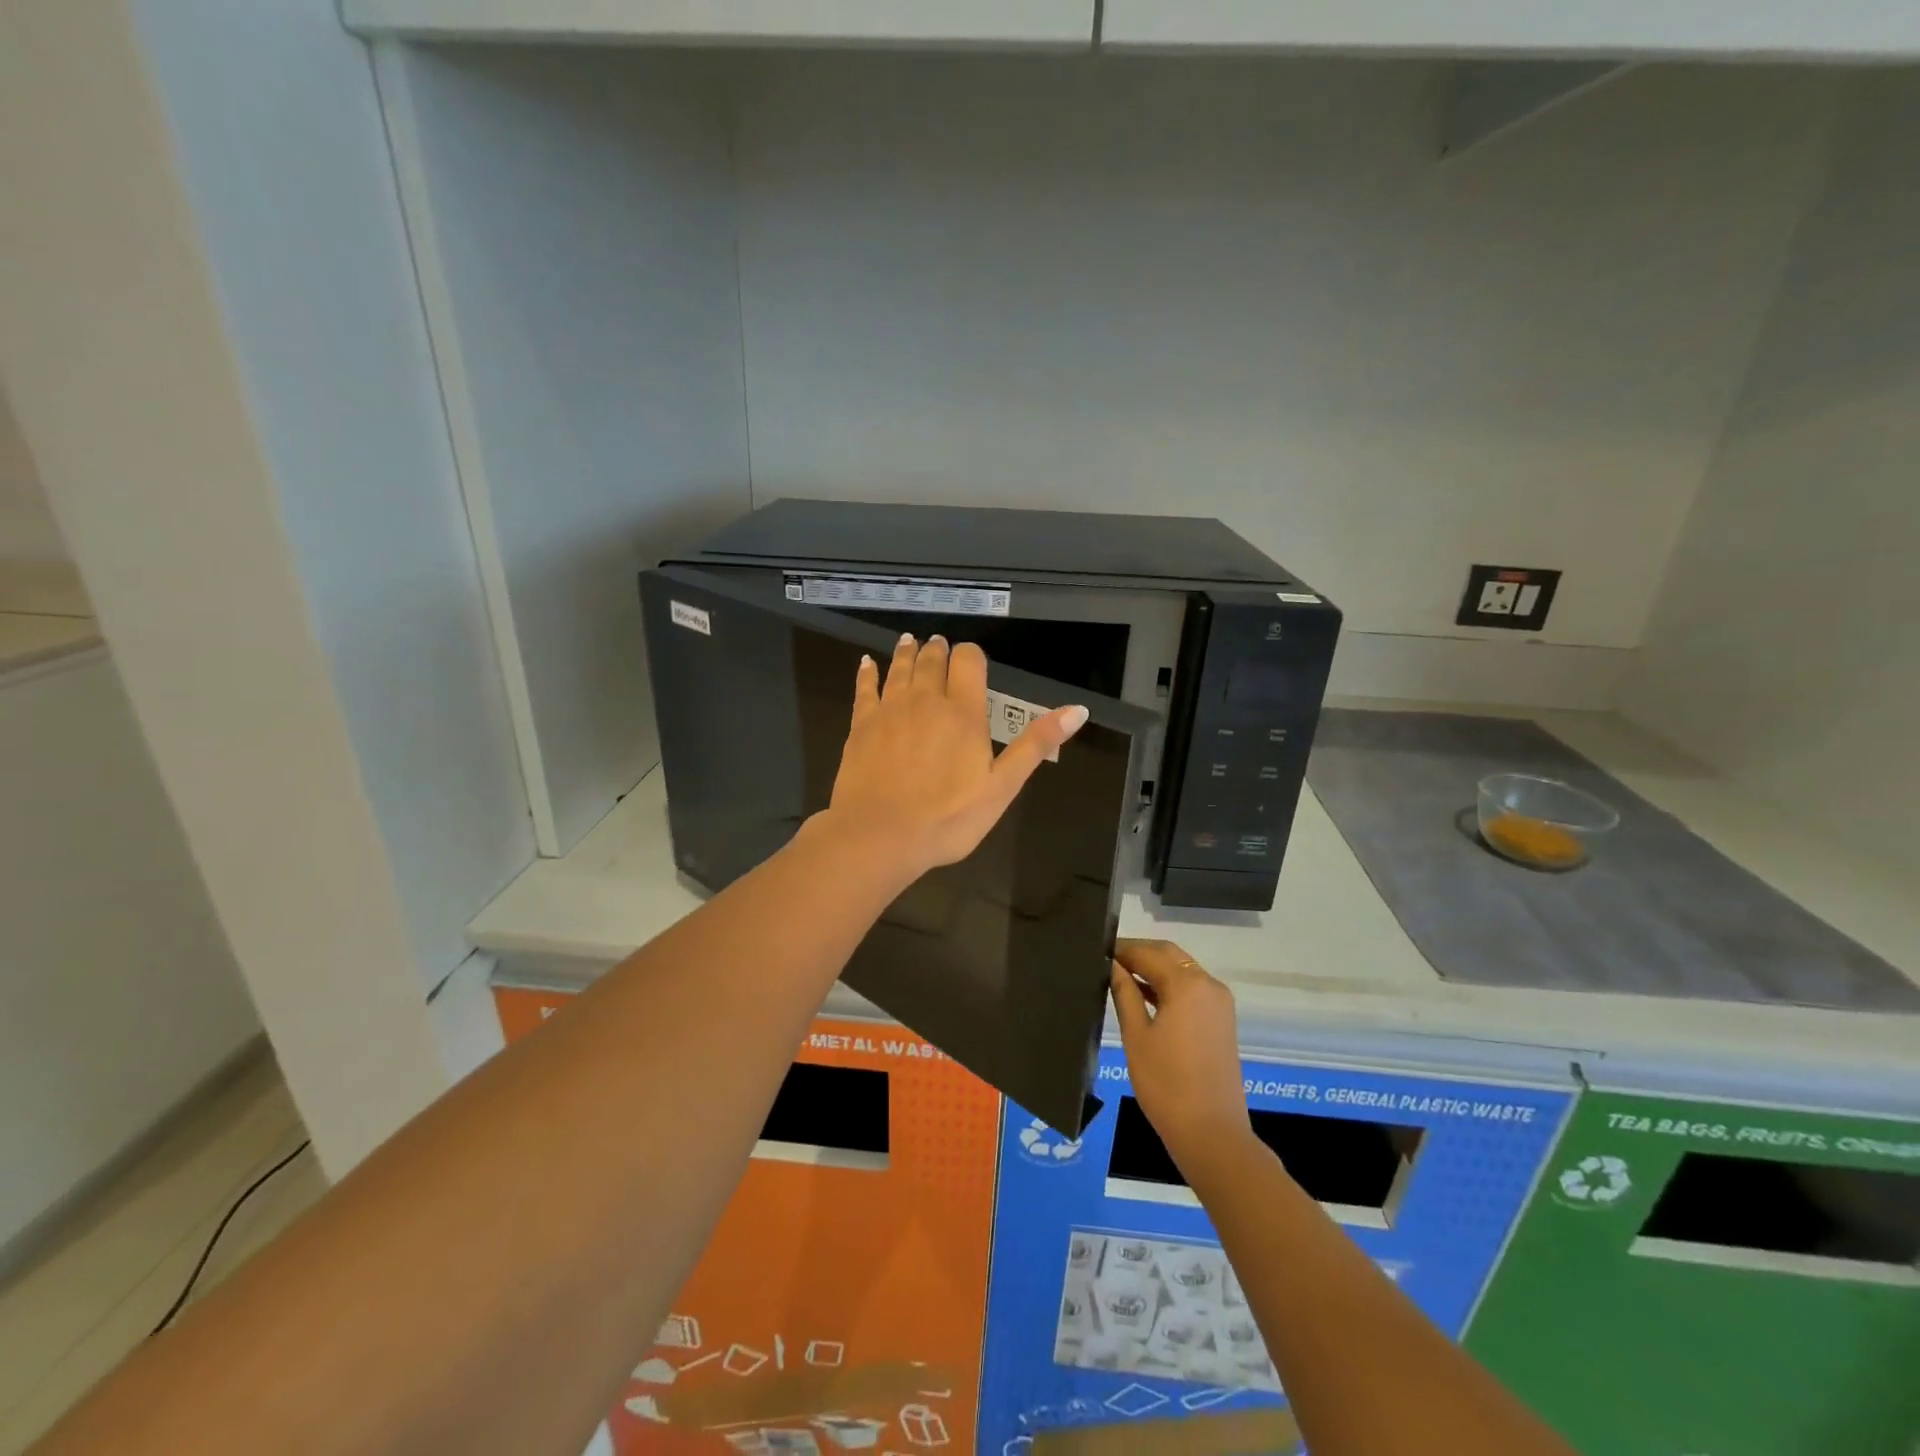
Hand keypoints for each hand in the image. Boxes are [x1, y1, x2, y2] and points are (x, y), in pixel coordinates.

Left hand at [815, 633, 1087, 883]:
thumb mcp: (1003, 786)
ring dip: (907, 652)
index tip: (971, 661)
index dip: (971, 655)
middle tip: (938, 645)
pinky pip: (865, 687)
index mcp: (963, 712)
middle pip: (932, 659)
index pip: (968, 661)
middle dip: (938, 650)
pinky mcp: (861, 725)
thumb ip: (1035, 744)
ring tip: (910, 641)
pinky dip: (868, 671)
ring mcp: (890, 709)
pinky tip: (867, 663)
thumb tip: (1078, 709)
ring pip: (900, 668)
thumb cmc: (948, 818)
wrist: (880, 835)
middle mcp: (926, 700)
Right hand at [1110, 940, 1253, 1173]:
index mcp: (1187, 984)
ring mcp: (1219, 1002)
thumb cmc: (1166, 1084)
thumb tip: (1113, 965)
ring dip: (1154, 968)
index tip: (1097, 951)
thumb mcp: (1136, 1035)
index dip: (1122, 950)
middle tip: (1108, 961)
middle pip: (1169, 955)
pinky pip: (1192, 989)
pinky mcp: (1222, 1020)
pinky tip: (1145, 996)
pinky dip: (1169, 986)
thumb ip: (1124, 993)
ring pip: (1182, 970)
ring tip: (1120, 977)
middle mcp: (1208, 984)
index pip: (1148, 953)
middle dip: (1139, 953)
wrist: (1212, 1134)